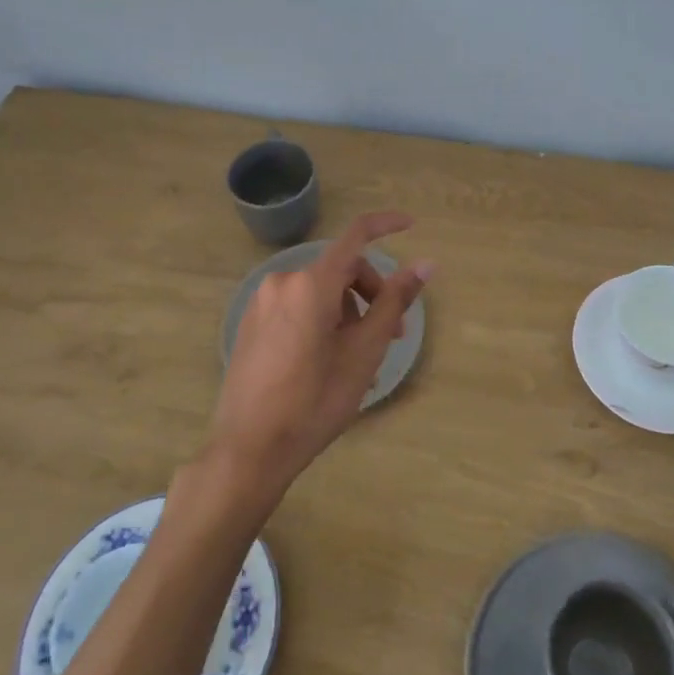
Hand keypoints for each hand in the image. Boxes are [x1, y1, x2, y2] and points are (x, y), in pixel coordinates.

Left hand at [203, 211, 432, 506]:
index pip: (356, 235)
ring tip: (361, 362)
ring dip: (348, 313)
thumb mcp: (364, 352)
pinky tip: (330, 362)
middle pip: (341, 270)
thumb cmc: (315, 401)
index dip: (386, 224)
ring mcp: (262, 303)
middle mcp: (283, 282)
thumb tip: (425, 264)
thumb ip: (394, 301)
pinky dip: (323, 321)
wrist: (248, 450)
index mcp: (312, 283)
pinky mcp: (251, 323)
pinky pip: (298, 308)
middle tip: (394, 336)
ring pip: (320, 292)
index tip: (411, 224)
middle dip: (372, 294)